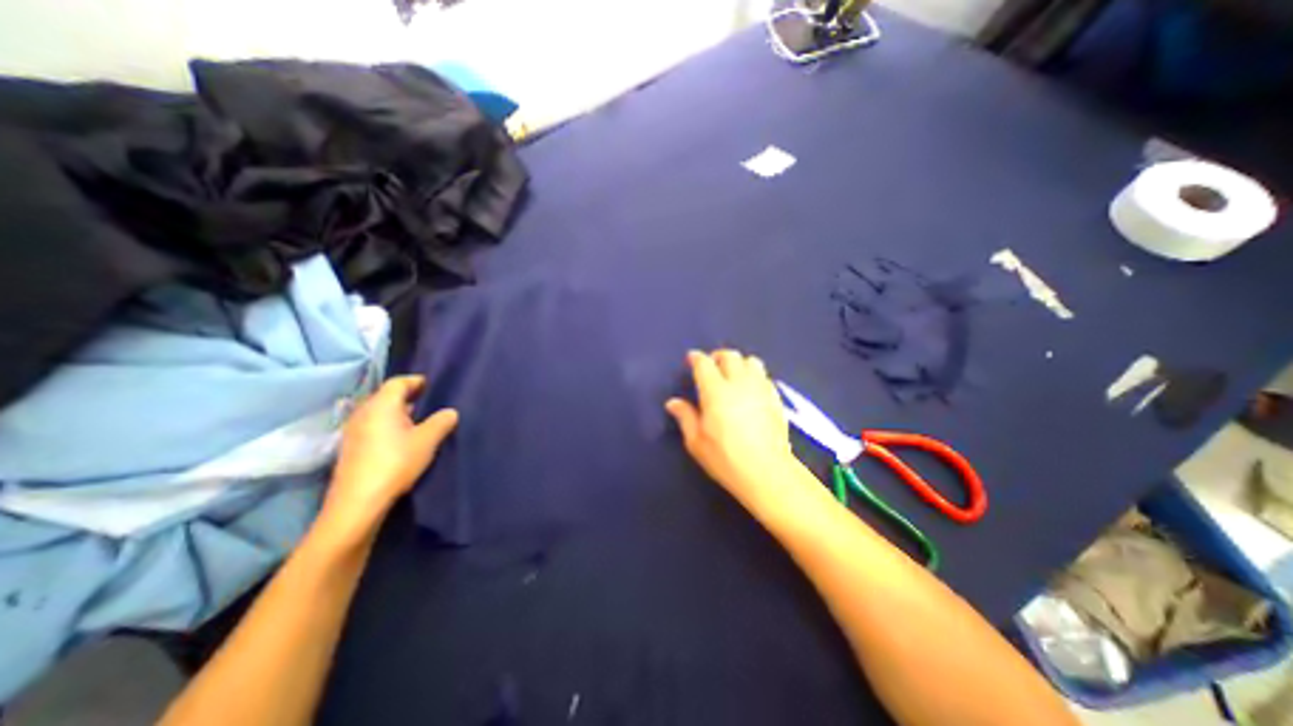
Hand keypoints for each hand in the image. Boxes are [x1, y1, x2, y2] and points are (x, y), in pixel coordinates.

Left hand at [317, 376, 458, 540]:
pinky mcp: (351, 447)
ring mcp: (353, 430)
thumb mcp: (428, 440)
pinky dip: (389, 425)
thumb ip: (442, 421)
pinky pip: (373, 425)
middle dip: (408, 396)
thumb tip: (450, 412)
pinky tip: (402, 439)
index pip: (398, 382)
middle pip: (387, 395)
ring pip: (379, 412)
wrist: (358, 502)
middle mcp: (363, 412)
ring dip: (399, 412)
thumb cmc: (396, 462)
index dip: (417, 381)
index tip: (434, 386)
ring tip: (420, 421)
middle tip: (430, 402)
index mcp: (381, 405)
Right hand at [672, 348, 805, 507]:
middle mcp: (739, 383)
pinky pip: (764, 376)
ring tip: (734, 375)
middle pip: (730, 356)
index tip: (691, 359)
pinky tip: (751, 390)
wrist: (767, 471)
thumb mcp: (696, 442)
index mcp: (715, 391)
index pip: (704, 363)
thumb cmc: (725, 458)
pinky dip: (754, 376)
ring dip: (739, 363)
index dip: (696, 358)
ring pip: (751, 361)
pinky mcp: (775, 398)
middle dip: (718, 356)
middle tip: (712, 367)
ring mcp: (760, 388)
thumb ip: (685, 417)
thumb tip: (673, 402)